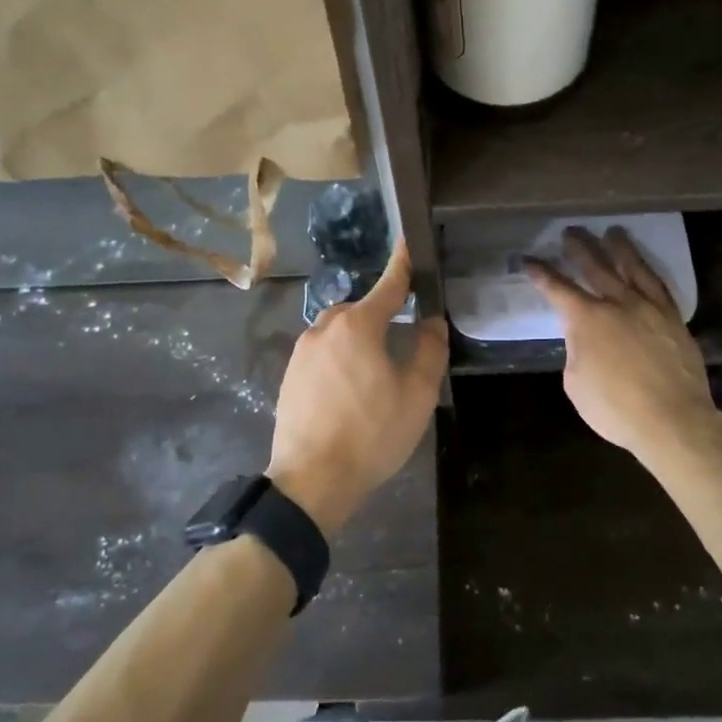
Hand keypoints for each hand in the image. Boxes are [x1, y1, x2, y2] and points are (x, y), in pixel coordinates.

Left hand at [268, 243, 448, 536]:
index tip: (408, 241)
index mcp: (358, 326)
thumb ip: (429, 350)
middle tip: (404, 345)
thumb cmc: (371, 434)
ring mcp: (302, 352)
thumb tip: (432, 322)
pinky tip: (351, 391)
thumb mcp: (416, 394)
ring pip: (340, 333)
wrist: (311, 480)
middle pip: (362, 310)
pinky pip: (323, 354)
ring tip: (377, 375)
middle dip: (383, 317)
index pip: (389, 285)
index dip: (403, 263)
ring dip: (360, 341)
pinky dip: (341, 360)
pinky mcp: (290, 376)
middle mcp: (324, 328)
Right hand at [526, 228, 719, 466]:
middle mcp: (618, 304)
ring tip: (612, 232)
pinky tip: (643, 267)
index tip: (528, 260)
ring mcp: (650, 308)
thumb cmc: (615, 409)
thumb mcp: (576, 383)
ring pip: (632, 268)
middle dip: (579, 248)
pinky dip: (648, 271)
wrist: (673, 421)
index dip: (540, 273)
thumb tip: (584, 339)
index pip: (557, 289)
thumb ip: (577, 351)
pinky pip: (659, 285)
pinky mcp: (673, 319)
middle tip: (570, 232)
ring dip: (619, 248)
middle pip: (595, 267)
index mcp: (587, 319)